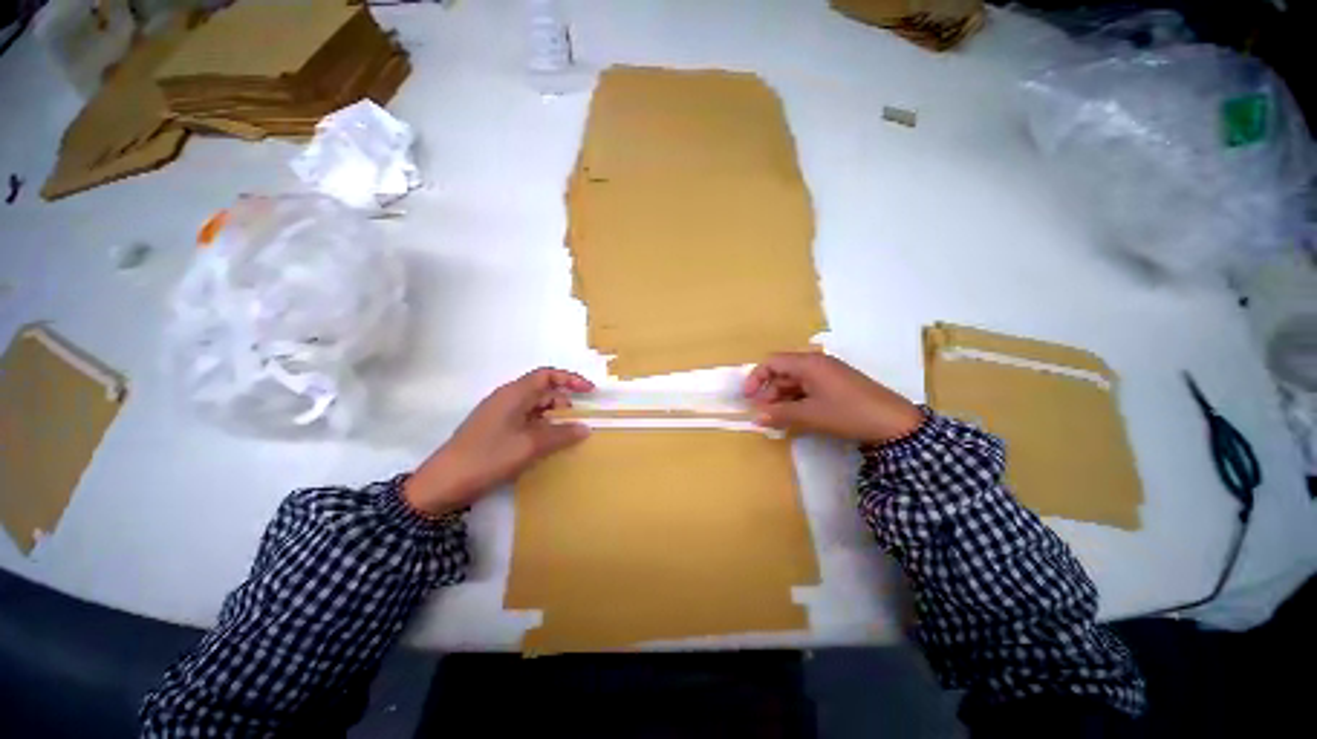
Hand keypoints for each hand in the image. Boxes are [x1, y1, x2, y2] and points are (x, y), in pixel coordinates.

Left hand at [404, 368, 593, 515]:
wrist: (443, 484)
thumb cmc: (488, 457)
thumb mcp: (530, 446)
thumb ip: (561, 435)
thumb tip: (585, 428)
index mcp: (514, 394)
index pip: (547, 375)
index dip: (570, 379)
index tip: (590, 392)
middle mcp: (507, 399)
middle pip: (542, 391)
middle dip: (564, 402)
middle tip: (581, 419)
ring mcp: (499, 415)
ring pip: (535, 408)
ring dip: (554, 417)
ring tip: (568, 434)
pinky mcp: (495, 430)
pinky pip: (526, 421)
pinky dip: (542, 427)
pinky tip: (549, 443)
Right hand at [742, 353, 923, 443]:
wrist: (895, 423)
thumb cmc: (848, 413)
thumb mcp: (810, 415)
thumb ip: (780, 414)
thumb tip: (755, 418)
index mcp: (808, 363)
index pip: (772, 362)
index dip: (756, 377)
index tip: (747, 397)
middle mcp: (816, 363)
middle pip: (782, 372)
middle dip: (769, 392)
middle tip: (763, 414)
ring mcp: (827, 374)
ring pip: (795, 382)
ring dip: (782, 399)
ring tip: (776, 419)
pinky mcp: (835, 385)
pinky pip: (807, 389)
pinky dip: (797, 401)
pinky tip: (794, 417)